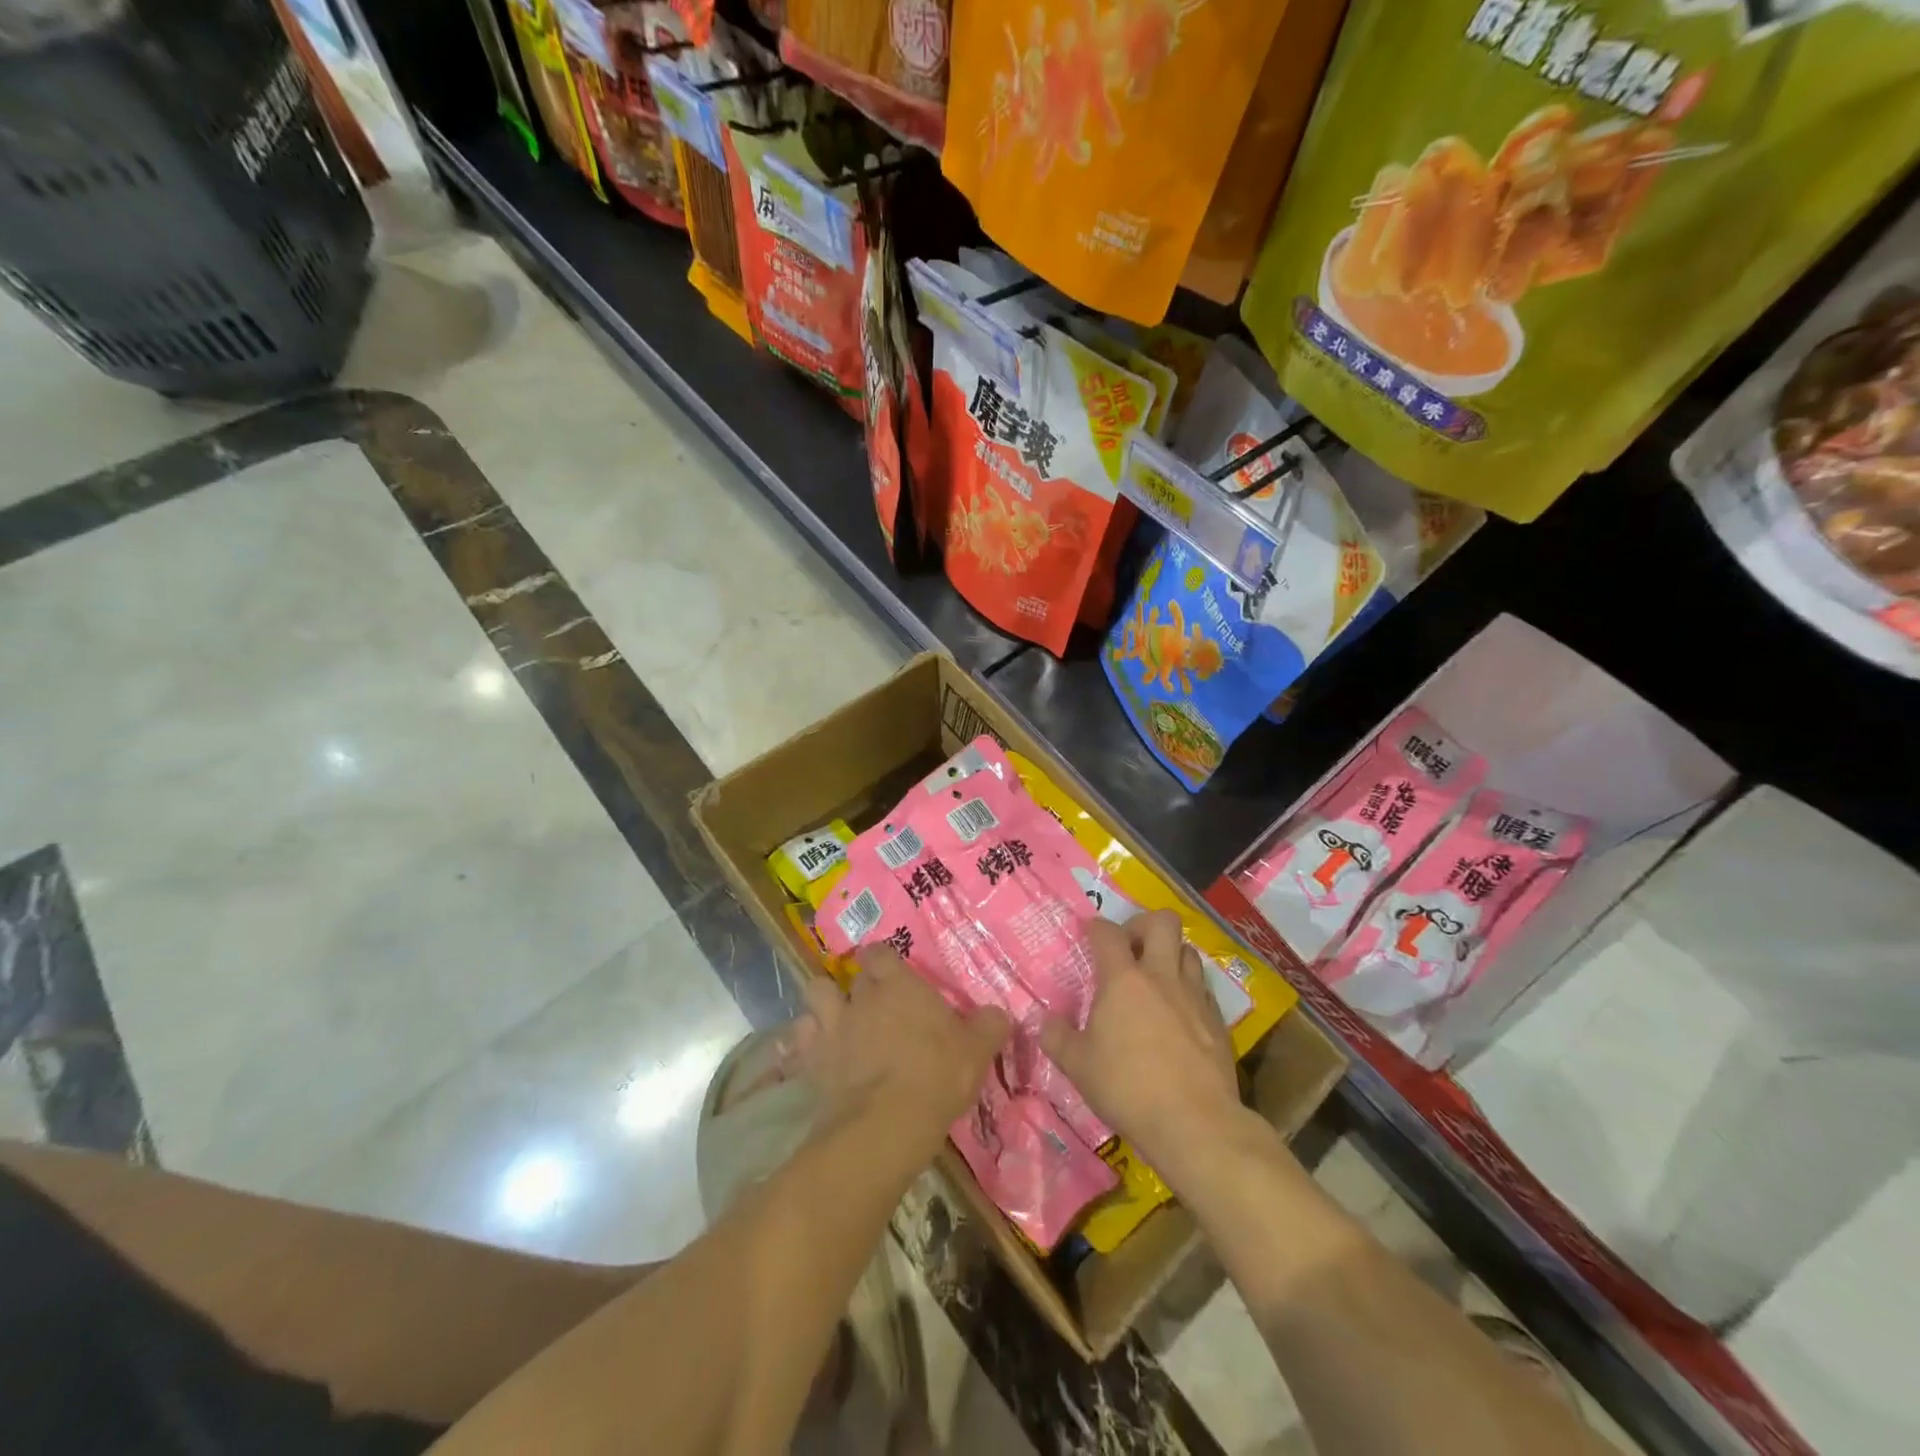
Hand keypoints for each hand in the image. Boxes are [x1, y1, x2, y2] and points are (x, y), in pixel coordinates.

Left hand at [799, 946, 1009, 1147]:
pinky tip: (818, 1054)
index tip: (891, 973)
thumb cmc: (937, 1075)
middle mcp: (860, 997)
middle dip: (857, 986)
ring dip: (822, 1004)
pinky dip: (806, 1042)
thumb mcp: (977, 1050)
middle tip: (872, 1005)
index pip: (879, 952)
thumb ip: (989, 1025)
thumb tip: (1000, 1013)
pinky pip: (799, 1039)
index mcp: (898, 985)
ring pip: (815, 995)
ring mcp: (832, 1026)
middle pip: (849, 976)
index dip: (882, 960)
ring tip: (835, 1020)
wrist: (887, 1124)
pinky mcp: (812, 1060)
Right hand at [1041, 910, 1243, 1175]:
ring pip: (1188, 950)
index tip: (1089, 934)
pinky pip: (1203, 987)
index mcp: (1123, 979)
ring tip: (1156, 977)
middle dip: (1144, 925)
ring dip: (1171, 954)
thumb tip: (1045, 1020)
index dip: (1096, 927)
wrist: (1195, 1122)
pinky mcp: (1218, 1020)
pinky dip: (1189, 989)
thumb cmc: (1127, 1088)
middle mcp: (1162, 976)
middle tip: (1130, 948)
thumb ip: (1057, 1037)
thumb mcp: (1077, 1066)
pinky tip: (1179, 1013)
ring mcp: (1194, 996)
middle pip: (1163, 922)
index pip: (1107, 933)